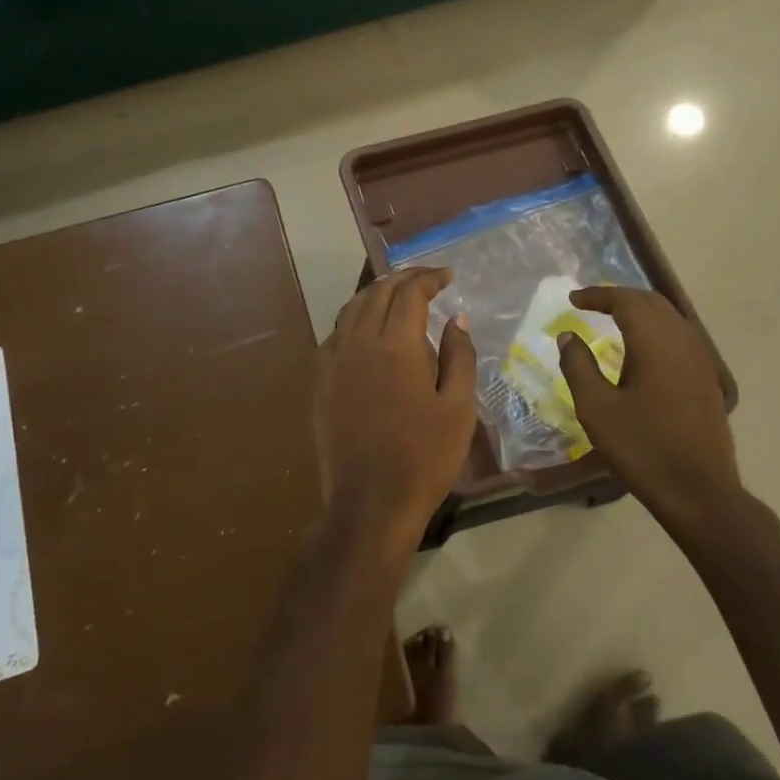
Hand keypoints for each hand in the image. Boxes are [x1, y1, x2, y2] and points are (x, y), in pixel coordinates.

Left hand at [315, 268, 476, 549]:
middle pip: (378, 292)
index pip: (410, 293)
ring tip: (398, 295)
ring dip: (377, 293)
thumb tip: (456, 319)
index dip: (429, 279)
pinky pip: (336, 333)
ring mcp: (334, 361)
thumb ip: (459, 356)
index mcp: (395, 345)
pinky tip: (367, 329)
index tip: (447, 277)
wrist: (370, 502)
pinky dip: (355, 318)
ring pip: (352, 308)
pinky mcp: (320, 381)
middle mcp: (359, 342)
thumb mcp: (458, 408)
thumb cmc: (424, 457)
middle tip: (427, 280)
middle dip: (404, 279)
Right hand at [556, 287, 741, 528]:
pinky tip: (641, 348)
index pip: (626, 301)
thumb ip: (578, 366)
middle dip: (619, 297)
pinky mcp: (707, 378)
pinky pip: (680, 335)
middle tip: (590, 304)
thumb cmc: (642, 448)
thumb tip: (568, 335)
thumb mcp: (596, 408)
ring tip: (612, 319)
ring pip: (669, 317)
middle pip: (651, 302)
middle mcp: (682, 341)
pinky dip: (656, 328)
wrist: (699, 491)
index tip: (573, 299)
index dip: (598, 295)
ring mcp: (701, 359)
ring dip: (640, 311)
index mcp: (655, 343)